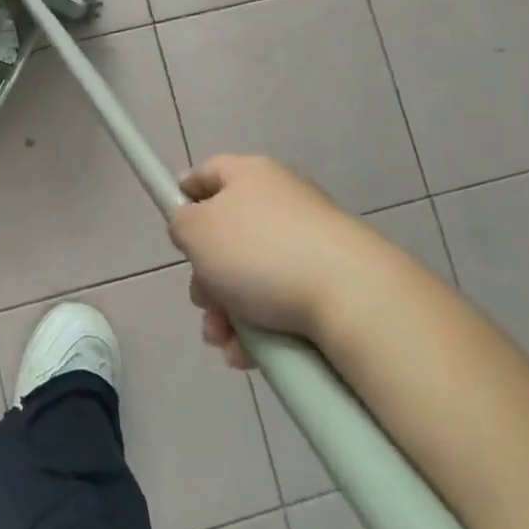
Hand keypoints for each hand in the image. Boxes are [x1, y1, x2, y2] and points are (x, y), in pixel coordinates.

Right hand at [170, 155, 383, 367]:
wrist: (354, 297)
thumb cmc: (261, 252)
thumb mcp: (196, 231)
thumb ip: (181, 223)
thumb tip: (193, 227)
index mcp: (249, 174)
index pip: (206, 174)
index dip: (183, 197)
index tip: (173, 228)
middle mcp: (281, 200)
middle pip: (226, 235)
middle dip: (206, 277)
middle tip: (203, 304)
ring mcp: (310, 241)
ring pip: (251, 276)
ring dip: (228, 311)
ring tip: (224, 342)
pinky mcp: (332, 280)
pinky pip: (282, 300)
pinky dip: (261, 327)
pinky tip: (250, 354)